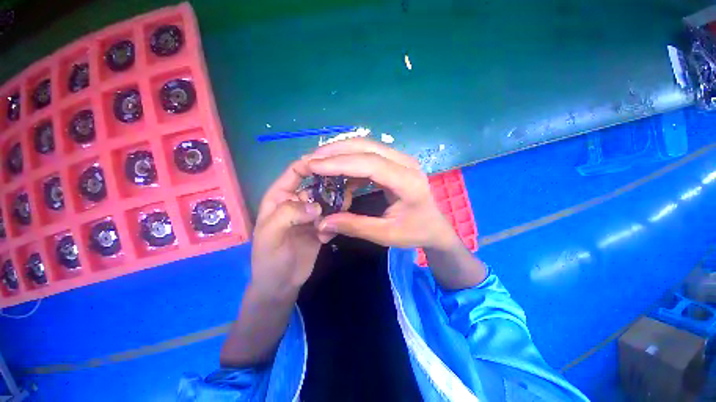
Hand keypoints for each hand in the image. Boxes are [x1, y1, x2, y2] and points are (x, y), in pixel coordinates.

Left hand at [250, 160, 323, 297]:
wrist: (282, 284)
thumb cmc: (268, 258)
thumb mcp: (270, 235)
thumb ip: (288, 214)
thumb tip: (316, 206)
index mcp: (280, 197)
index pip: (295, 172)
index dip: (310, 164)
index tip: (330, 163)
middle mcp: (297, 202)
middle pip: (318, 185)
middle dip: (330, 189)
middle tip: (343, 196)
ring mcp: (311, 215)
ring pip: (329, 201)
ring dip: (334, 209)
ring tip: (335, 219)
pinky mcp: (321, 226)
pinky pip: (333, 218)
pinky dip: (333, 225)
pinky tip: (326, 238)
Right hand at [307, 138, 457, 249]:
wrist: (434, 226)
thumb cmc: (414, 231)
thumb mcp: (385, 234)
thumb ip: (355, 226)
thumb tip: (323, 222)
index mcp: (408, 182)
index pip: (370, 164)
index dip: (340, 163)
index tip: (313, 166)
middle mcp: (406, 163)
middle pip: (367, 147)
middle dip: (336, 151)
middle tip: (311, 159)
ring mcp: (401, 160)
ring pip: (366, 147)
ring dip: (340, 152)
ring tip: (318, 162)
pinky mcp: (395, 162)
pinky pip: (368, 155)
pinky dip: (349, 161)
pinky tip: (337, 172)